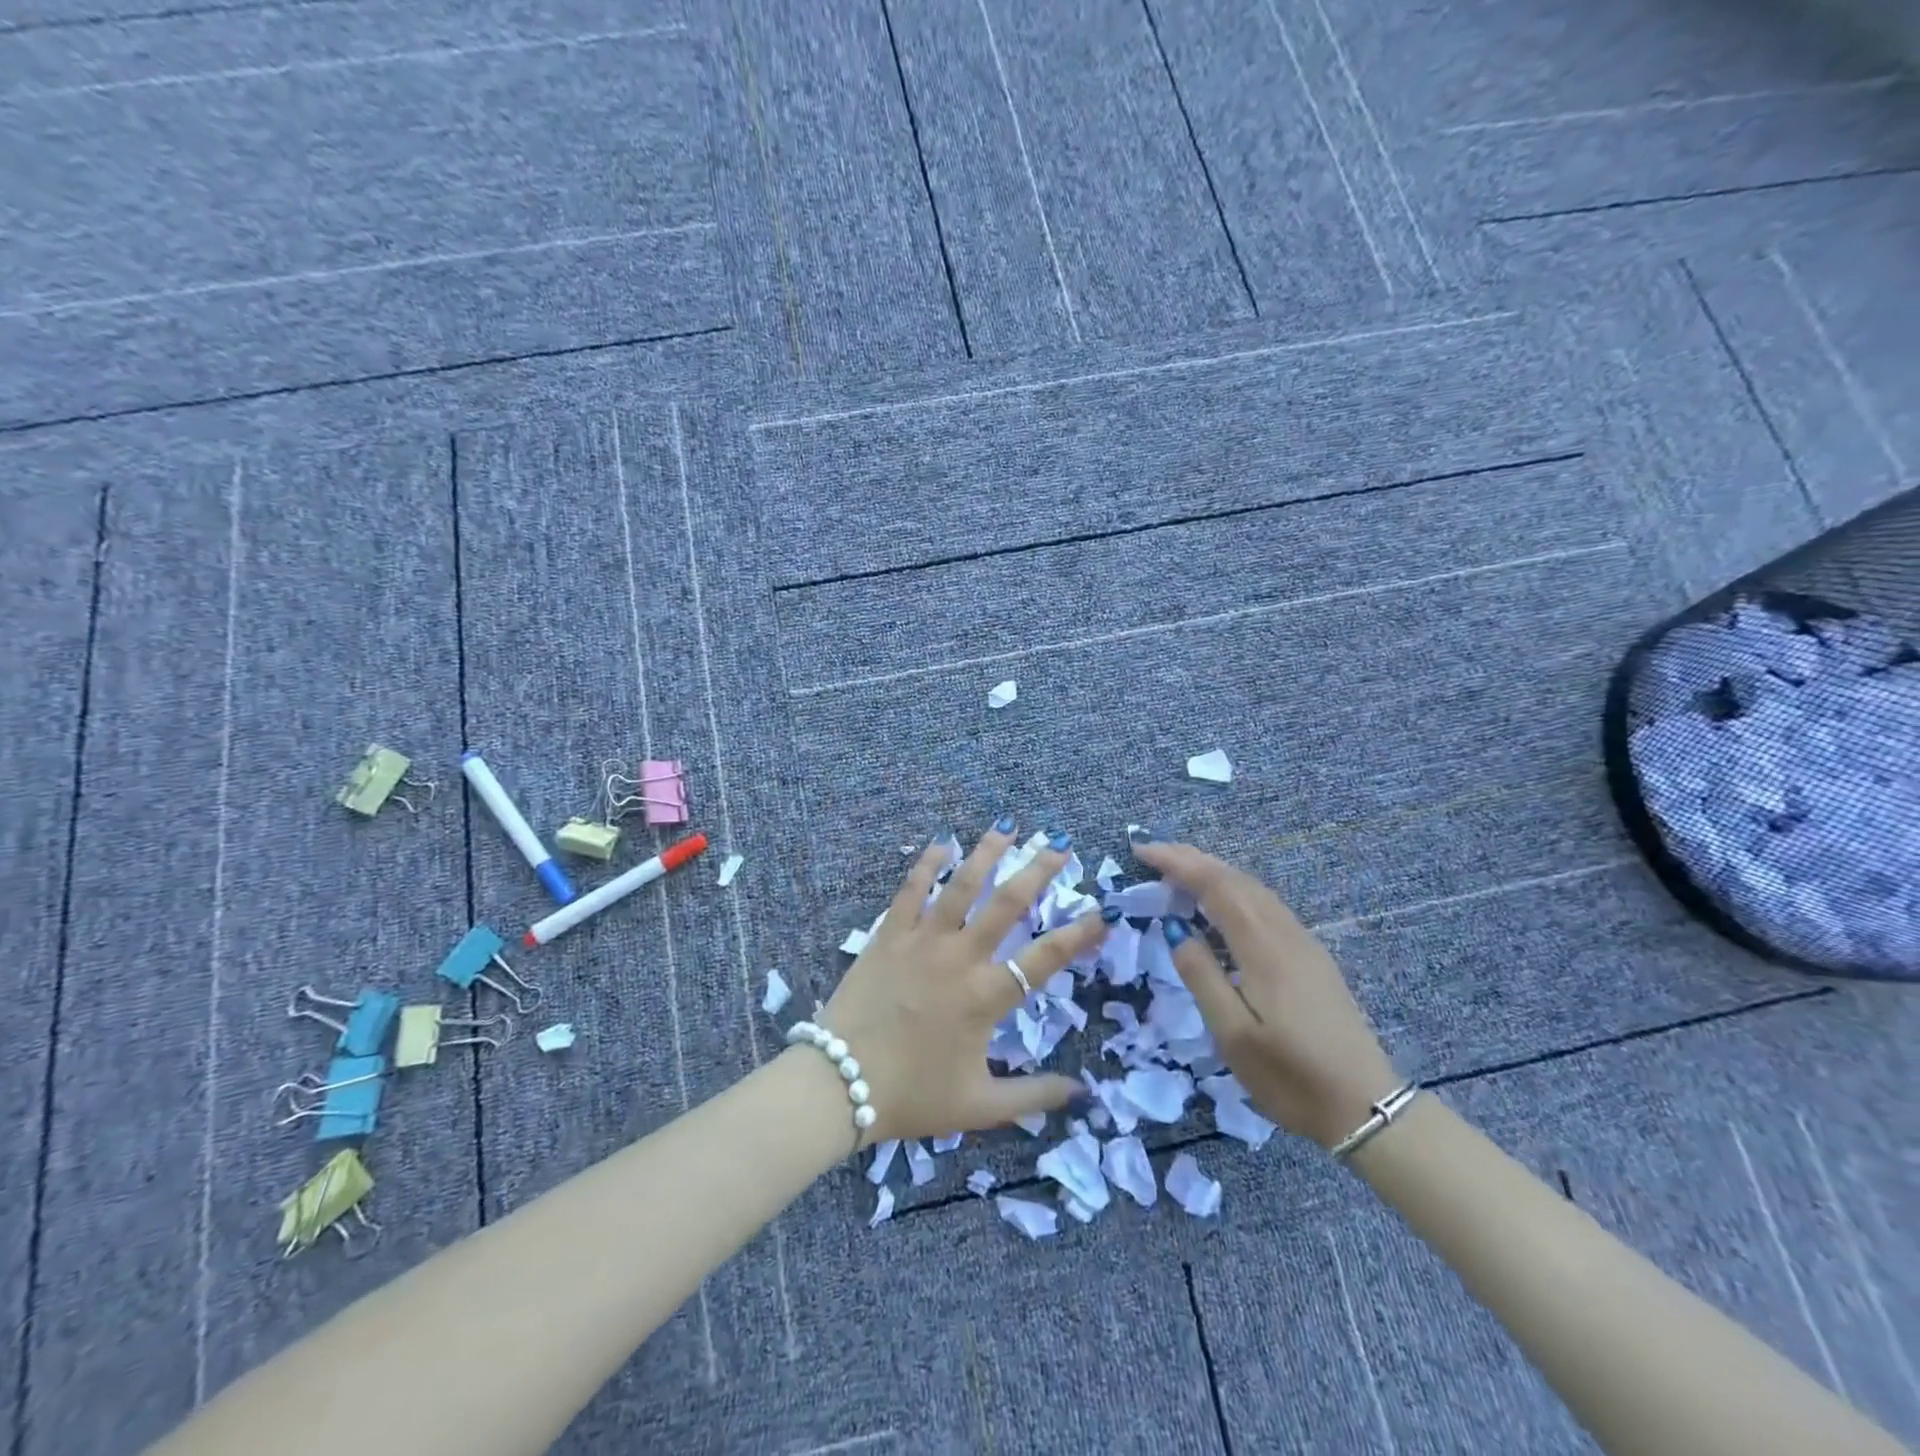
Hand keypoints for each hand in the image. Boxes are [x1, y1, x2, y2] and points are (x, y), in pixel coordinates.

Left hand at [816, 823, 1106, 1144]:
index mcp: (987, 996)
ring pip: (961, 885)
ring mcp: (922, 940)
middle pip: (1007, 903)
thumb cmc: (912, 1096)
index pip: (1045, 957)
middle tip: (1059, 844)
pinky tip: (942, 842)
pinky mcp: (889, 934)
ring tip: (1007, 826)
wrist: (839, 1083)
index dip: (1078, 933)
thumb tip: (1081, 1093)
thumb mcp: (980, 1107)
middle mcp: (960, 957)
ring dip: (987, 853)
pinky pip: (910, 890)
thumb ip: (1033, 1097)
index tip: (1101, 912)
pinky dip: (927, 863)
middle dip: (1038, 870)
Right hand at [1133, 838, 1398, 1148]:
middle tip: (1153, 851)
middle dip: (1193, 859)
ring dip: (1215, 871)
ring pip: (1254, 889)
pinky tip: (1223, 902)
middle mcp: (1285, 933)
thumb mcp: (1233, 1035)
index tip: (1142, 851)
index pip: (1215, 886)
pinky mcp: (1311, 958)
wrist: (1366, 1108)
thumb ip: (1202, 976)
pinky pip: (1266, 905)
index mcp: (1263, 948)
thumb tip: (1175, 929)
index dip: (1178, 863)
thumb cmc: (1291, 1077)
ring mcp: (1303, 943)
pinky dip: (1235, 889)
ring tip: (1180, 867)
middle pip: (1236, 879)